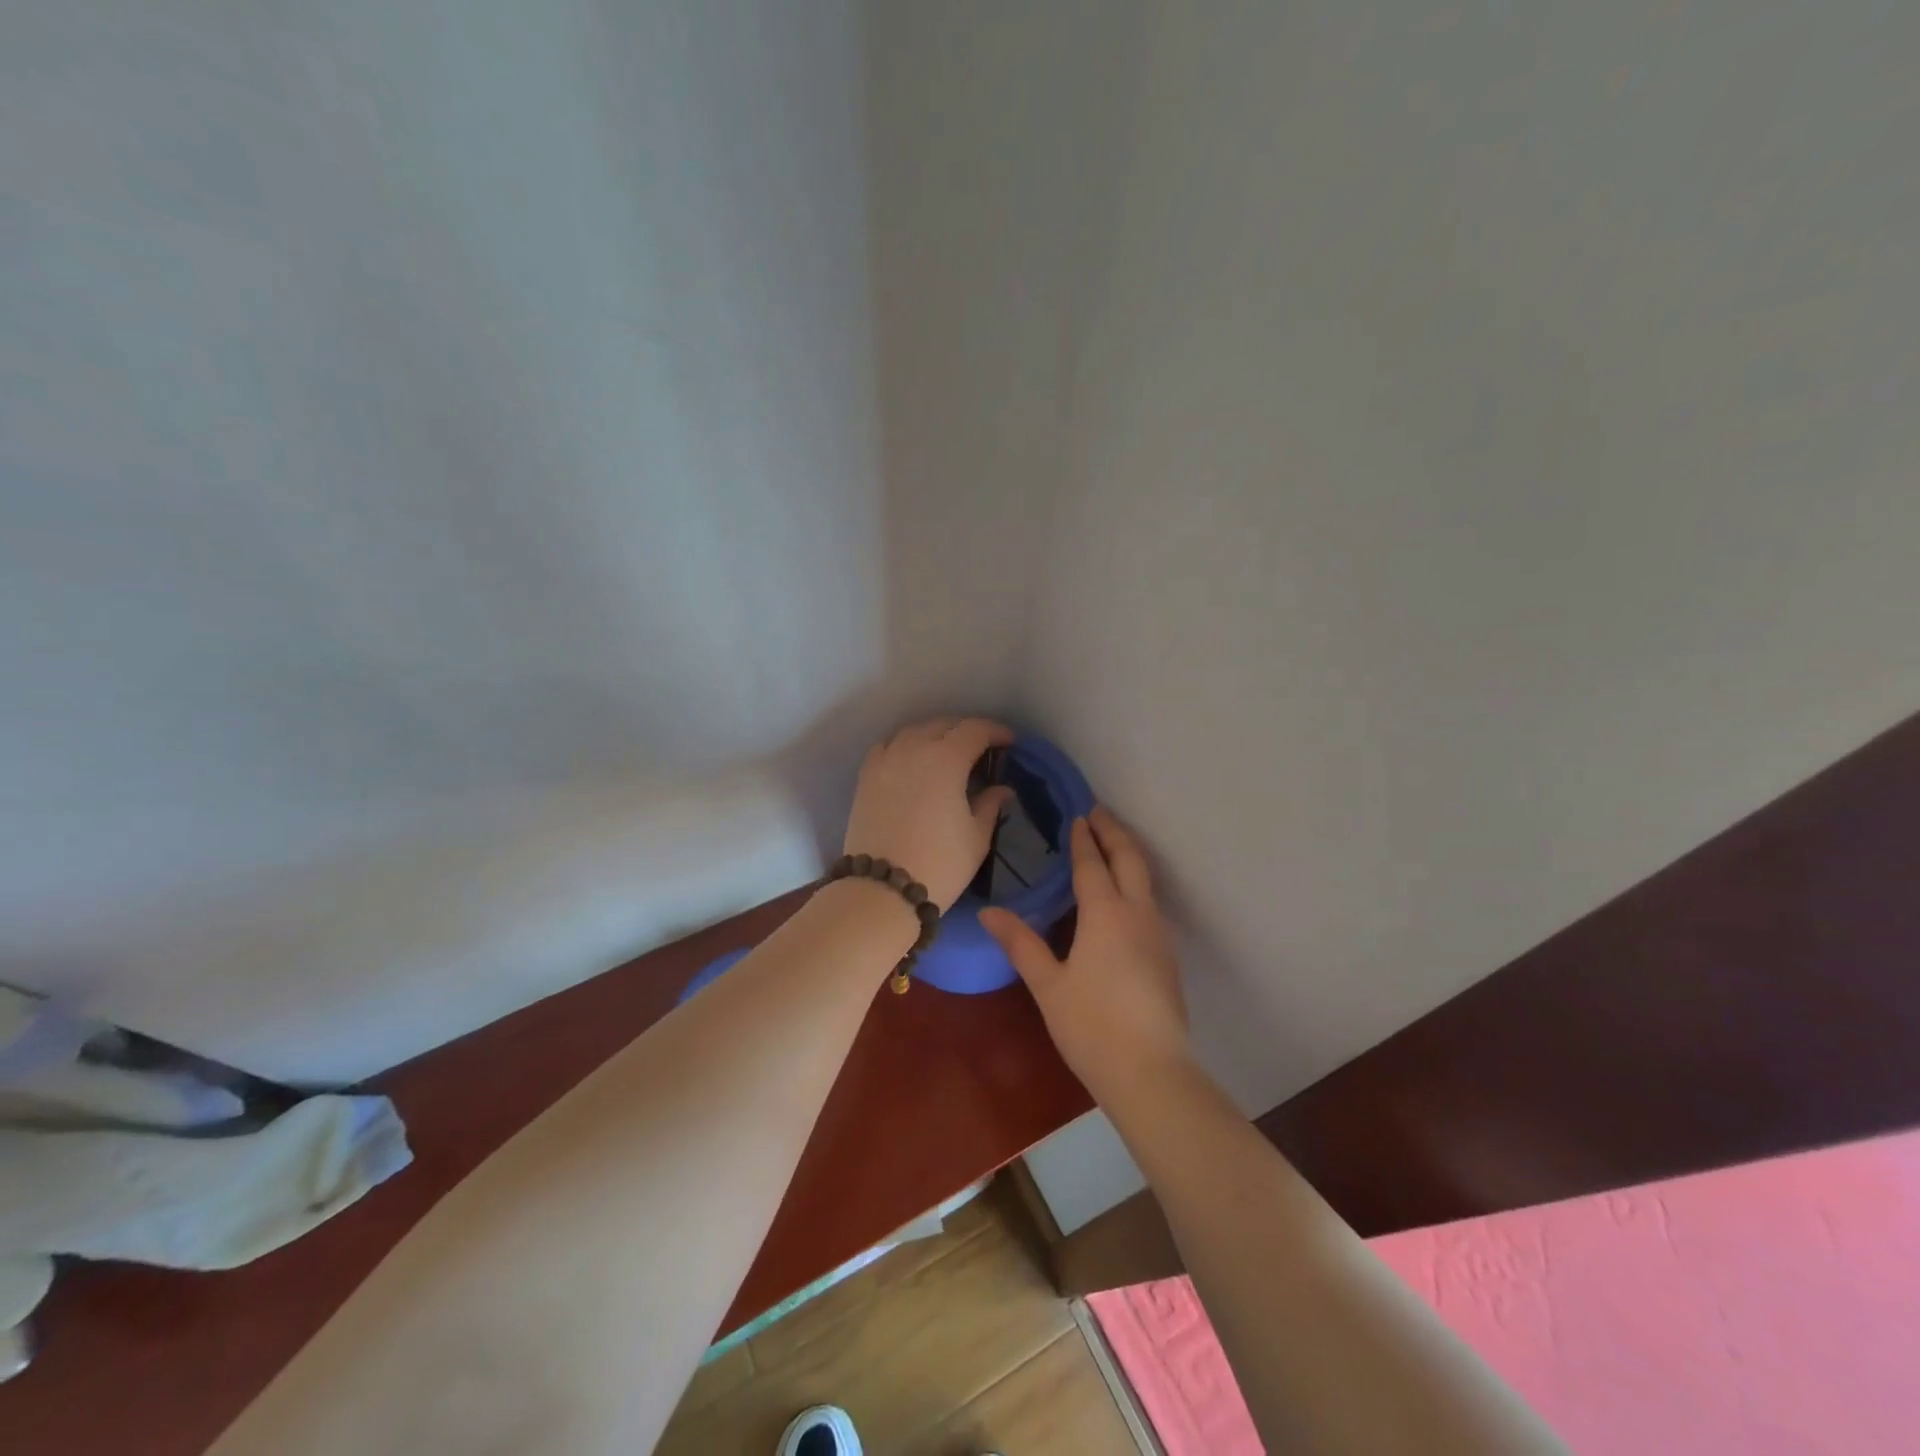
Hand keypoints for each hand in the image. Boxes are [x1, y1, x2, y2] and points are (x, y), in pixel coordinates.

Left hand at [843, 718, 1016, 911]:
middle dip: (965, 731)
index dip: (996, 731)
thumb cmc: (939, 863)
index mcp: (946, 758)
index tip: (1009, 742)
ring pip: (914, 732)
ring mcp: (886, 760)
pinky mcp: (866, 777)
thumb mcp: (976, 837)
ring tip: (946, 752)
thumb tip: (1001, 789)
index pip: (975, 730)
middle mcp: (914, 748)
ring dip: (934, 735)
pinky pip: (888, 747)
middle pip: (943, 725)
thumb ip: (990, 804)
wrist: (881, 889)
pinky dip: (904, 747)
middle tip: (981, 749)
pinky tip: (912, 762)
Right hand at [981, 806, 1191, 1101]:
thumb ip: (1021, 944)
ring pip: (1145, 879)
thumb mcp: (1048, 985)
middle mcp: (1137, 913)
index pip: (1093, 864)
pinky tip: (1122, 897)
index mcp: (1105, 914)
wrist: (1152, 1073)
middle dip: (1114, 832)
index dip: (1083, 839)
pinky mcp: (1166, 956)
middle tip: (1098, 813)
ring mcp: (1158, 934)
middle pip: (1130, 859)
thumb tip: (989, 912)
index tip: (1077, 815)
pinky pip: (1150, 902)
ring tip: (1110, 845)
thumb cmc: (1092, 1026)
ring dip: (1128, 855)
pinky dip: (1135, 882)